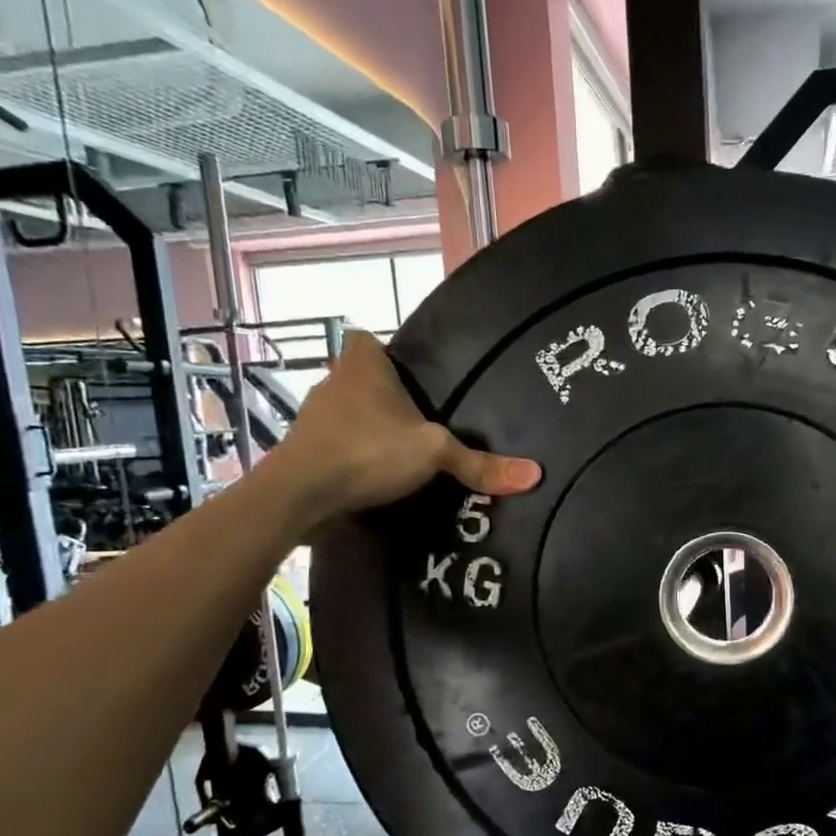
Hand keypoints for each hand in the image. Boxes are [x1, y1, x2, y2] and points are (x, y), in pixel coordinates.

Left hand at [269, 332, 539, 519]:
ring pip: (346, 415)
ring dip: (367, 429)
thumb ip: (478, 463)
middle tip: (420, 420)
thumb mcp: (433, 454)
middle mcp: (332, 384)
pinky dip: (351, 459)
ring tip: (401, 453)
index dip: (383, 352)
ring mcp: (313, 420)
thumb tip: (535, 475)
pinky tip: (375, 479)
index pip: (364, 339)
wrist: (299, 495)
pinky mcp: (304, 453)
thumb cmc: (367, 452)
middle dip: (384, 397)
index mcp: (361, 367)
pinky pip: (334, 447)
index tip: (409, 375)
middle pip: (359, 379)